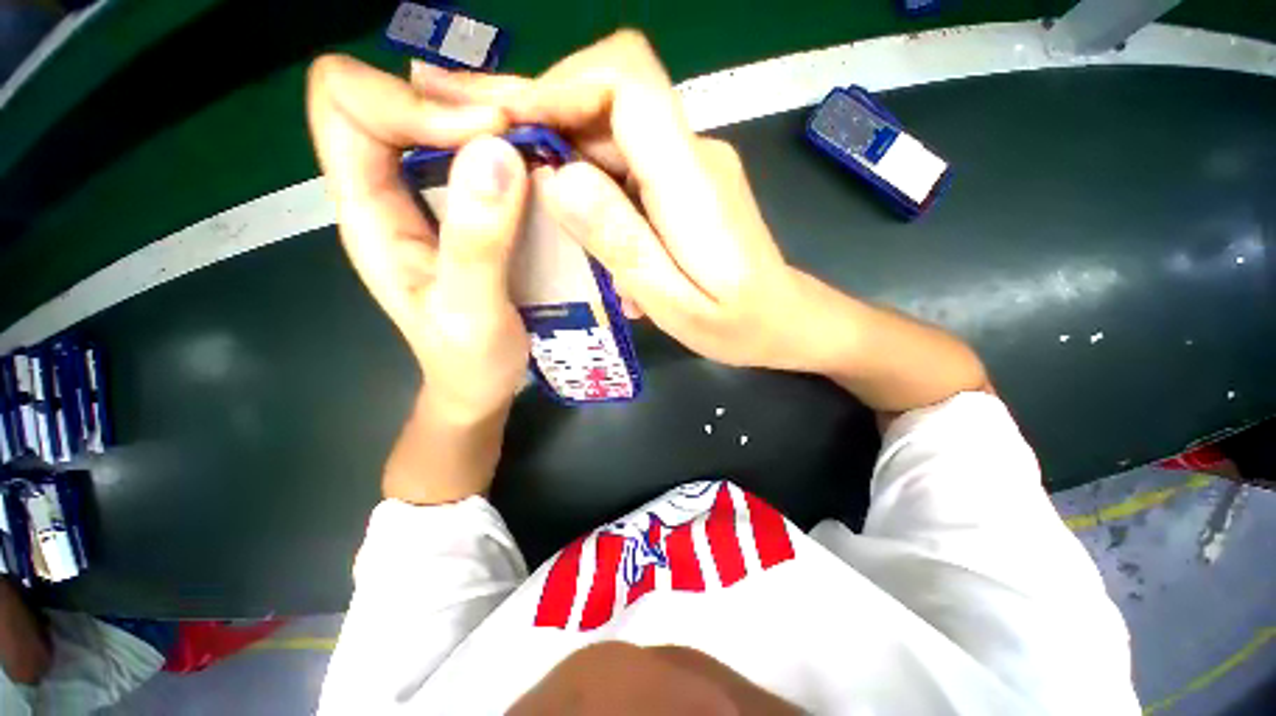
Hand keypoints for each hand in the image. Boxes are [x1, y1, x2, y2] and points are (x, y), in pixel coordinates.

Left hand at [307, 55, 529, 422]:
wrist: (477, 386)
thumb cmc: (469, 361)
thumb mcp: (473, 311)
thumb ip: (478, 240)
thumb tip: (497, 153)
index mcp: (367, 214)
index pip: (345, 106)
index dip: (411, 101)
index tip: (490, 136)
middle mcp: (384, 195)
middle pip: (386, 99)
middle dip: (451, 101)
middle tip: (520, 131)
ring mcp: (422, 203)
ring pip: (428, 121)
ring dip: (479, 121)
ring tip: (533, 146)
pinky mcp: (458, 215)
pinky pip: (465, 156)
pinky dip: (497, 149)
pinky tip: (532, 171)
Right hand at [412, 32, 821, 371]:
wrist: (784, 322)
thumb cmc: (737, 325)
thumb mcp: (672, 300)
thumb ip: (621, 241)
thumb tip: (557, 178)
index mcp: (690, 179)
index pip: (625, 80)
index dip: (561, 84)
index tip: (510, 122)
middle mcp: (692, 155)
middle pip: (610, 101)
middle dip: (544, 118)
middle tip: (485, 149)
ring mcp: (691, 168)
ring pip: (613, 137)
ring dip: (566, 162)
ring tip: (528, 202)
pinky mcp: (687, 187)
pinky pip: (629, 170)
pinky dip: (595, 192)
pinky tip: (585, 234)